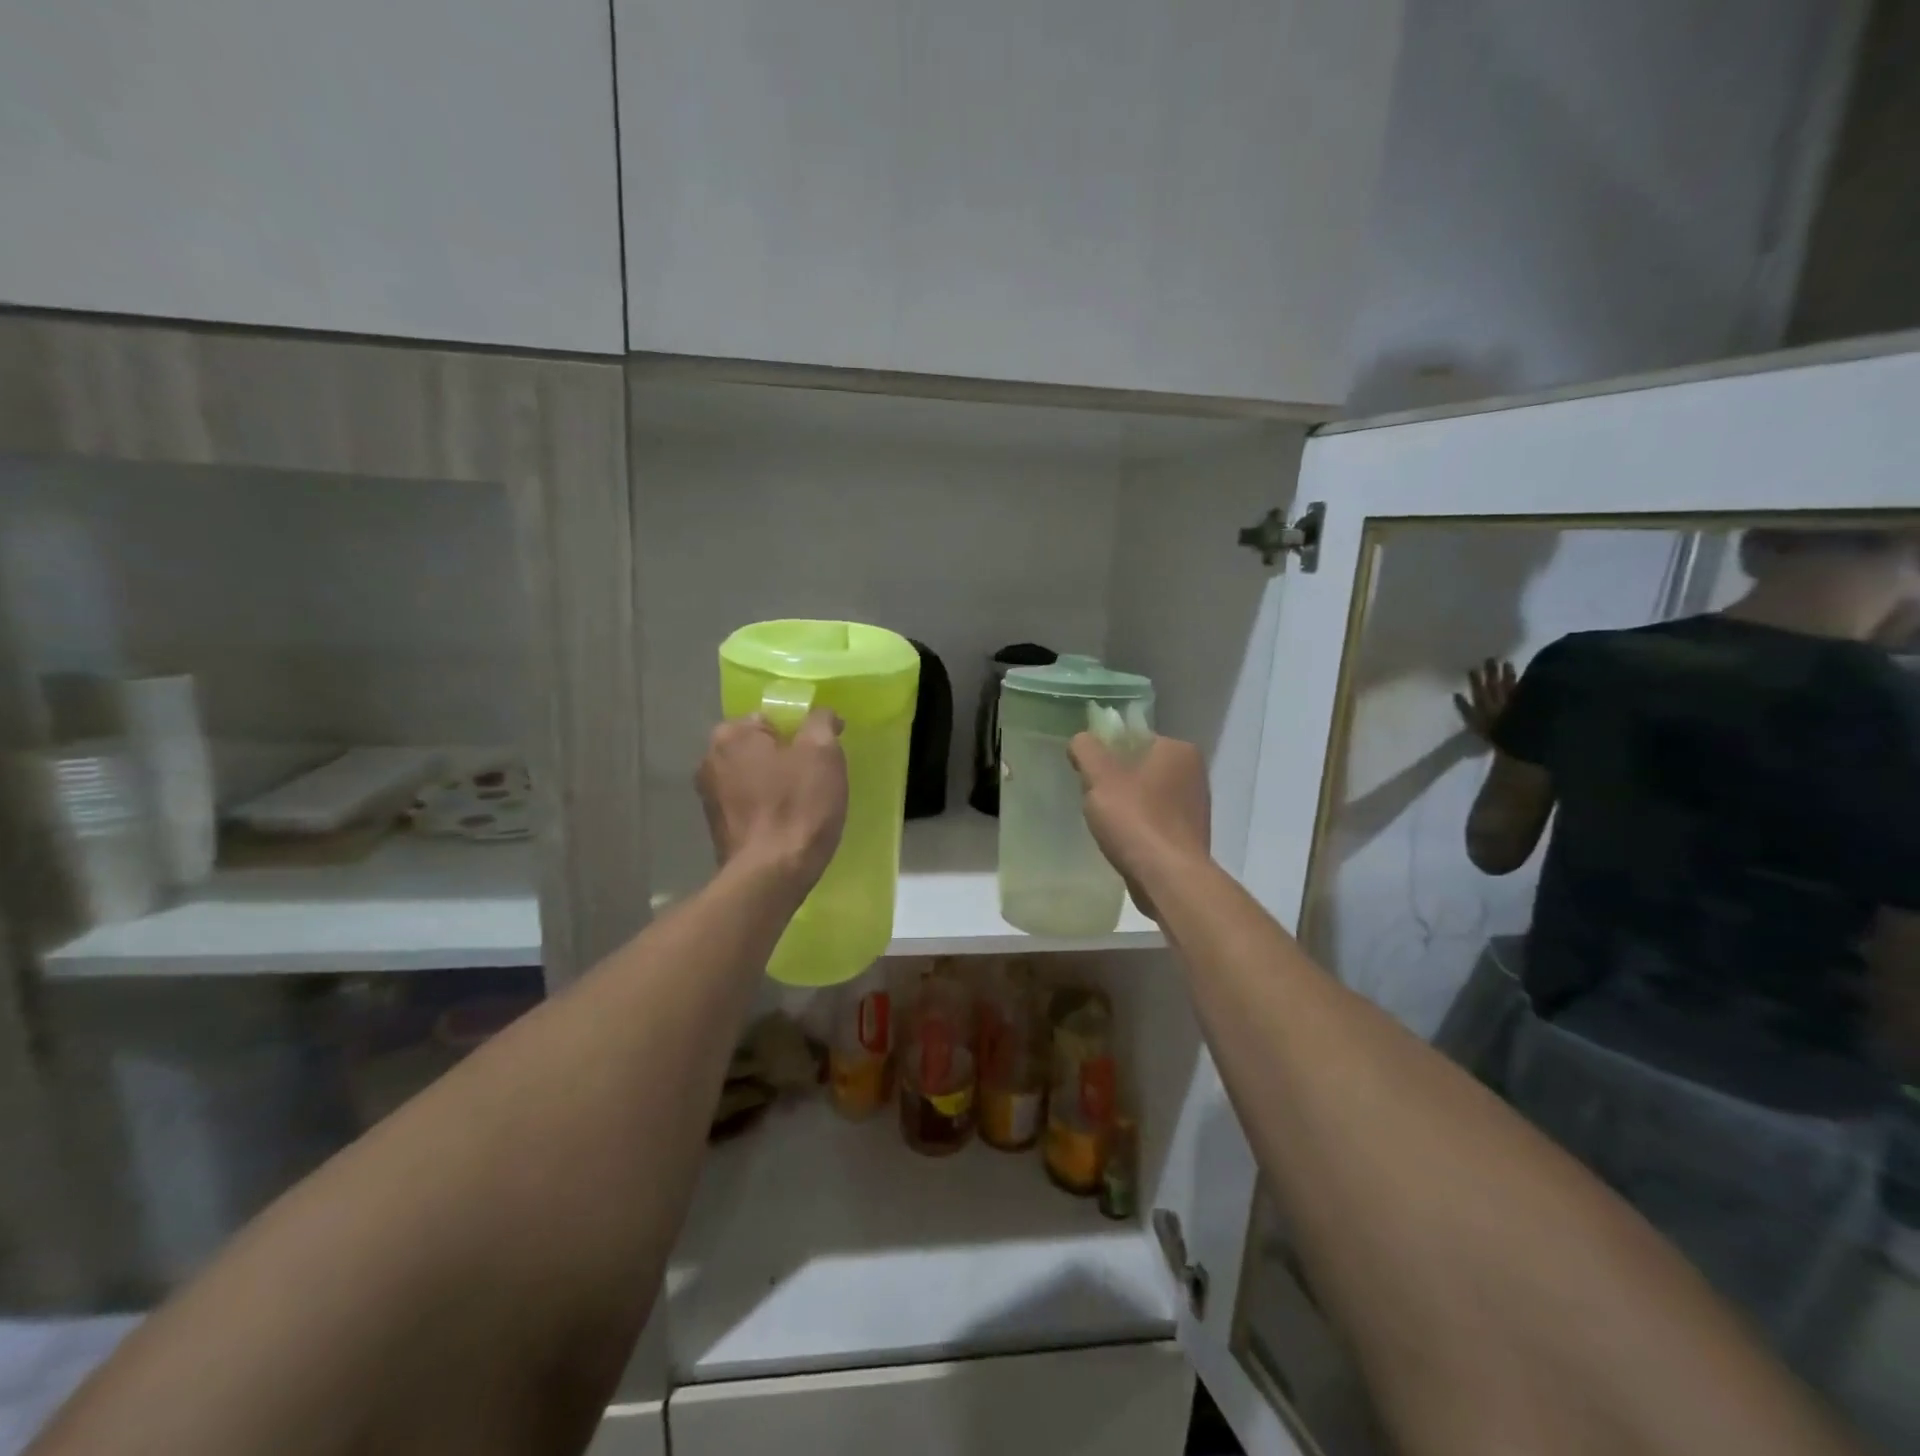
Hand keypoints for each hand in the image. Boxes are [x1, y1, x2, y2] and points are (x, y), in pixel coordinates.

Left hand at [696, 709, 847, 889]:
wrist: (770, 876)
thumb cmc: (797, 806)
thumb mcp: (823, 752)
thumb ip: (821, 722)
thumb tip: (822, 716)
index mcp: (731, 734)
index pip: (772, 718)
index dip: (802, 733)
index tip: (822, 754)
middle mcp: (709, 760)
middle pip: (760, 749)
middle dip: (786, 759)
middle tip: (817, 779)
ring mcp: (709, 798)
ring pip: (754, 778)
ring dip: (775, 786)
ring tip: (805, 806)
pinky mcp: (717, 829)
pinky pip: (749, 807)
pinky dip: (767, 810)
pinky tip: (788, 826)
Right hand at [1067, 733, 1210, 918]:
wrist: (1168, 879)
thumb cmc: (1135, 819)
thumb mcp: (1100, 777)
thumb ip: (1086, 750)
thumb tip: (1081, 741)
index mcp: (1179, 751)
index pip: (1134, 739)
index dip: (1106, 753)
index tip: (1088, 774)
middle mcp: (1194, 774)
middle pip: (1140, 768)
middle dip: (1115, 782)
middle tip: (1093, 799)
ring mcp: (1195, 807)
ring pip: (1147, 796)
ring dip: (1126, 806)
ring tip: (1106, 824)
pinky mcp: (1190, 836)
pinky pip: (1155, 822)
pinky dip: (1138, 827)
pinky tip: (1123, 841)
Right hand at [1454, 658, 1516, 744]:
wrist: (1519, 742)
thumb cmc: (1493, 735)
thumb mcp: (1474, 724)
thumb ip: (1465, 709)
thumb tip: (1456, 694)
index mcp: (1484, 705)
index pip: (1479, 688)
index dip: (1476, 678)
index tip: (1473, 668)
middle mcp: (1498, 700)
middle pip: (1494, 683)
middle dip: (1492, 671)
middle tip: (1491, 658)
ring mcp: (1513, 701)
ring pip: (1508, 684)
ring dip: (1507, 673)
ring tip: (1507, 663)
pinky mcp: (1526, 702)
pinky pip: (1522, 689)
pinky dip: (1521, 682)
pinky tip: (1522, 676)